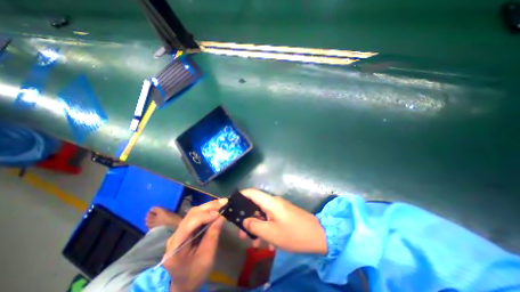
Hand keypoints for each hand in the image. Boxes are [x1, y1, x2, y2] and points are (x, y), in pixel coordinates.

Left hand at [162, 198, 227, 291]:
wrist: (184, 284)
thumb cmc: (195, 274)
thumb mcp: (206, 257)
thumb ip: (212, 235)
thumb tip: (221, 216)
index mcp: (175, 246)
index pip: (188, 224)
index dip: (204, 216)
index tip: (219, 214)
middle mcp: (175, 235)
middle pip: (191, 215)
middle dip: (209, 207)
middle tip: (224, 202)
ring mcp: (180, 231)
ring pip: (194, 213)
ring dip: (209, 207)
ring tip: (222, 203)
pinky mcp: (186, 229)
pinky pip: (197, 216)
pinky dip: (207, 211)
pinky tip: (216, 208)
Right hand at [238, 188, 325, 253]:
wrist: (319, 236)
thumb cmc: (294, 234)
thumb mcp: (271, 233)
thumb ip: (255, 225)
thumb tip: (245, 220)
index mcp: (270, 202)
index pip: (252, 192)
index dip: (241, 195)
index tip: (232, 203)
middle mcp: (274, 202)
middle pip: (256, 205)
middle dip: (247, 218)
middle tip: (241, 233)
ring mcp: (280, 208)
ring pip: (263, 215)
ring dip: (257, 227)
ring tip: (254, 244)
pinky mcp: (284, 214)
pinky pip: (271, 219)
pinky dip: (267, 229)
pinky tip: (268, 245)